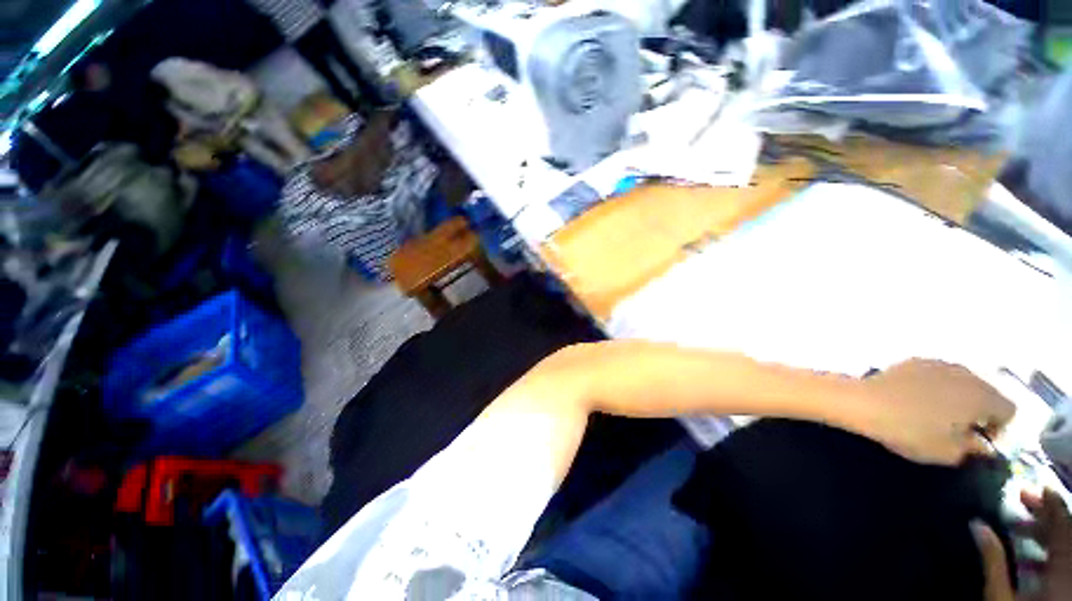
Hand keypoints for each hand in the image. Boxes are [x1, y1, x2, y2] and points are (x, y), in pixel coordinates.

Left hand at [860, 359, 1014, 464]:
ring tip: (937, 415)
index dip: (1000, 428)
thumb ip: (973, 449)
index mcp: (982, 396)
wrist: (864, 401)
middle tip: (959, 430)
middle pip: (988, 393)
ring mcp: (940, 363)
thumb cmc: (911, 431)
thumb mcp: (948, 452)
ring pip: (963, 382)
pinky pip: (939, 375)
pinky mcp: (916, 360)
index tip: (978, 440)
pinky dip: (937, 387)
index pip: (1009, 410)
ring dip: (959, 398)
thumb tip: (982, 445)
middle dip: (980, 412)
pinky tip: (917, 399)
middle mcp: (967, 373)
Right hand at [976, 489, 1071, 600]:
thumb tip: (976, 523)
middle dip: (1047, 515)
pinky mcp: (1067, 585)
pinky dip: (1051, 552)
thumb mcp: (999, 598)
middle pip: (1067, 533)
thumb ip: (992, 561)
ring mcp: (1071, 579)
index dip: (1051, 504)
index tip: (1034, 486)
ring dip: (1047, 533)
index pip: (1063, 525)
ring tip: (1023, 528)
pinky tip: (1032, 557)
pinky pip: (1064, 560)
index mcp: (1063, 569)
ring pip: (1067, 546)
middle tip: (1024, 500)